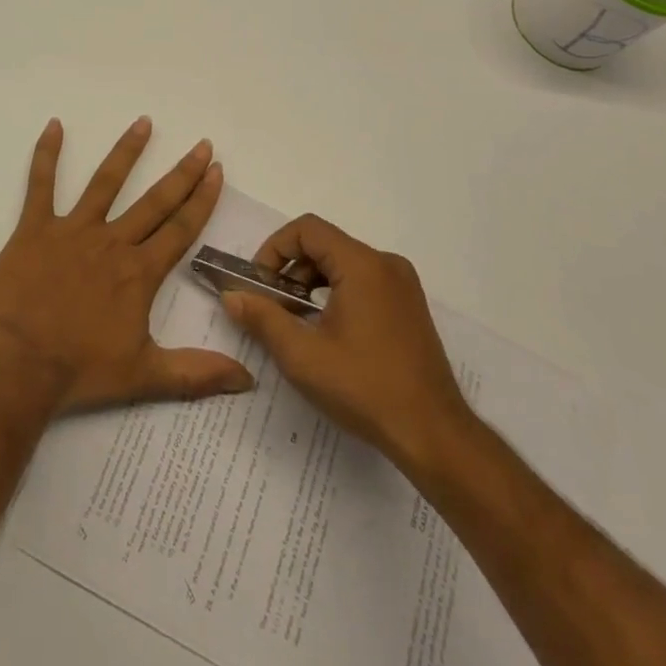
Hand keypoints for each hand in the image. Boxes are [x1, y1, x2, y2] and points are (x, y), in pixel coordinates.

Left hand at [0, 117, 254, 412]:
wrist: (19, 365)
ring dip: (127, 151)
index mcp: (139, 272)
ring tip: (144, 122)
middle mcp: (112, 242)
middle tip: (201, 144)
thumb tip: (249, 379)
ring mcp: (73, 230)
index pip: (180, 229)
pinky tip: (54, 125)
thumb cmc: (80, 370)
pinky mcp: (35, 228)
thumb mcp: (145, 376)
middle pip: (154, 201)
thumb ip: (197, 373)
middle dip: (182, 172)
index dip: (202, 200)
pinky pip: (41, 184)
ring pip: (105, 182)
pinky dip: (46, 154)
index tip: (216, 171)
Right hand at [221, 214, 480, 477]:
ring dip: (312, 282)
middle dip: (291, 269)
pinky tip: (327, 331)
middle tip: (272, 306)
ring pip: (344, 263)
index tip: (259, 283)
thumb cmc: (365, 388)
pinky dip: (336, 293)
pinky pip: (363, 281)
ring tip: (296, 321)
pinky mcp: (409, 307)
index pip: (307, 229)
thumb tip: (231, 296)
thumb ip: (263, 318)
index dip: (275, 248)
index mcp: (362, 265)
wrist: (434, 435)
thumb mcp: (302, 355)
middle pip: (325, 244)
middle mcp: (386, 264)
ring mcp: (402, 285)